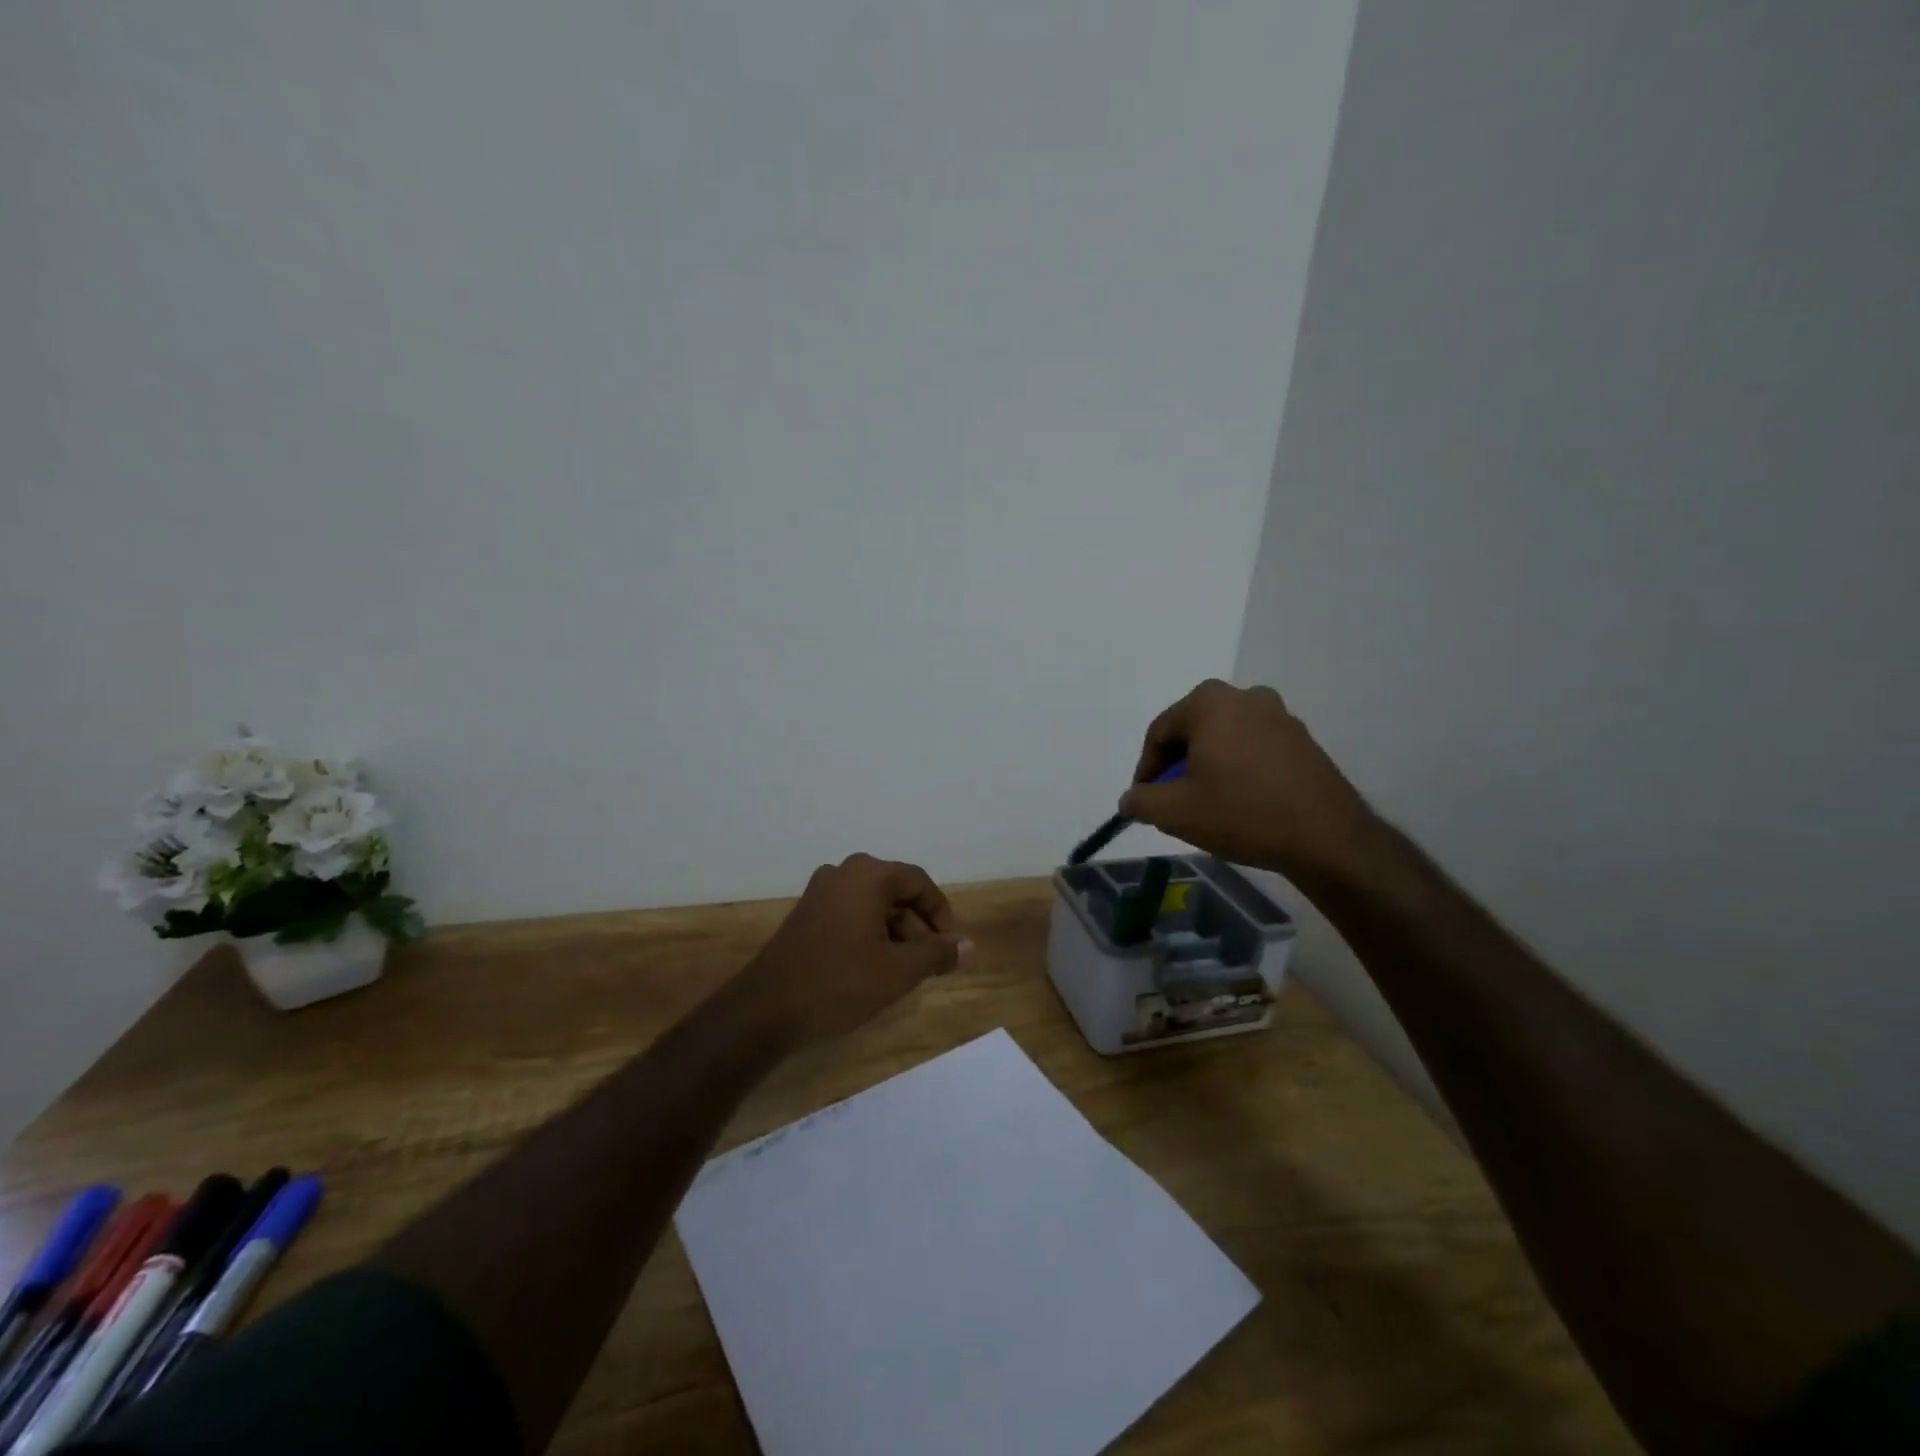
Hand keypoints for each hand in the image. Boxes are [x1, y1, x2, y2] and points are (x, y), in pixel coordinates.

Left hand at [740, 854, 970, 1047]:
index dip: (940, 913)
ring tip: (902, 971)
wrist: (767, 1008)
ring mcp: (820, 892)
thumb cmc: (840, 982)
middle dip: (917, 925)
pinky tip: (872, 967)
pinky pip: (850, 913)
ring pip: (872, 903)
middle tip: (928, 962)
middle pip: (895, 890)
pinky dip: (869, 933)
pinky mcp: (806, 913)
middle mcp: (843, 872)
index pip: (919, 882)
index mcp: (868, 875)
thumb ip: (937, 953)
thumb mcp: (898, 971)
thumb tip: (969, 946)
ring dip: (894, 931)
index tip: (950, 946)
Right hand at [1119, 680, 1376, 878]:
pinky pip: (1254, 747)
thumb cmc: (1241, 813)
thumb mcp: (1175, 812)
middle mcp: (1245, 696)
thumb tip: (1129, 799)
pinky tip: (1239, 801)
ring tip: (1205, 802)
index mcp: (1209, 702)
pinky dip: (1238, 767)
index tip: (1144, 800)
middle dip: (1177, 764)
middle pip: (1193, 730)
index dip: (1146, 769)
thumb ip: (1141, 800)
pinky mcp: (1302, 739)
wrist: (1326, 838)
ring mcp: (1279, 715)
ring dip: (1208, 765)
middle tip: (1172, 799)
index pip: (1160, 732)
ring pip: (1225, 738)